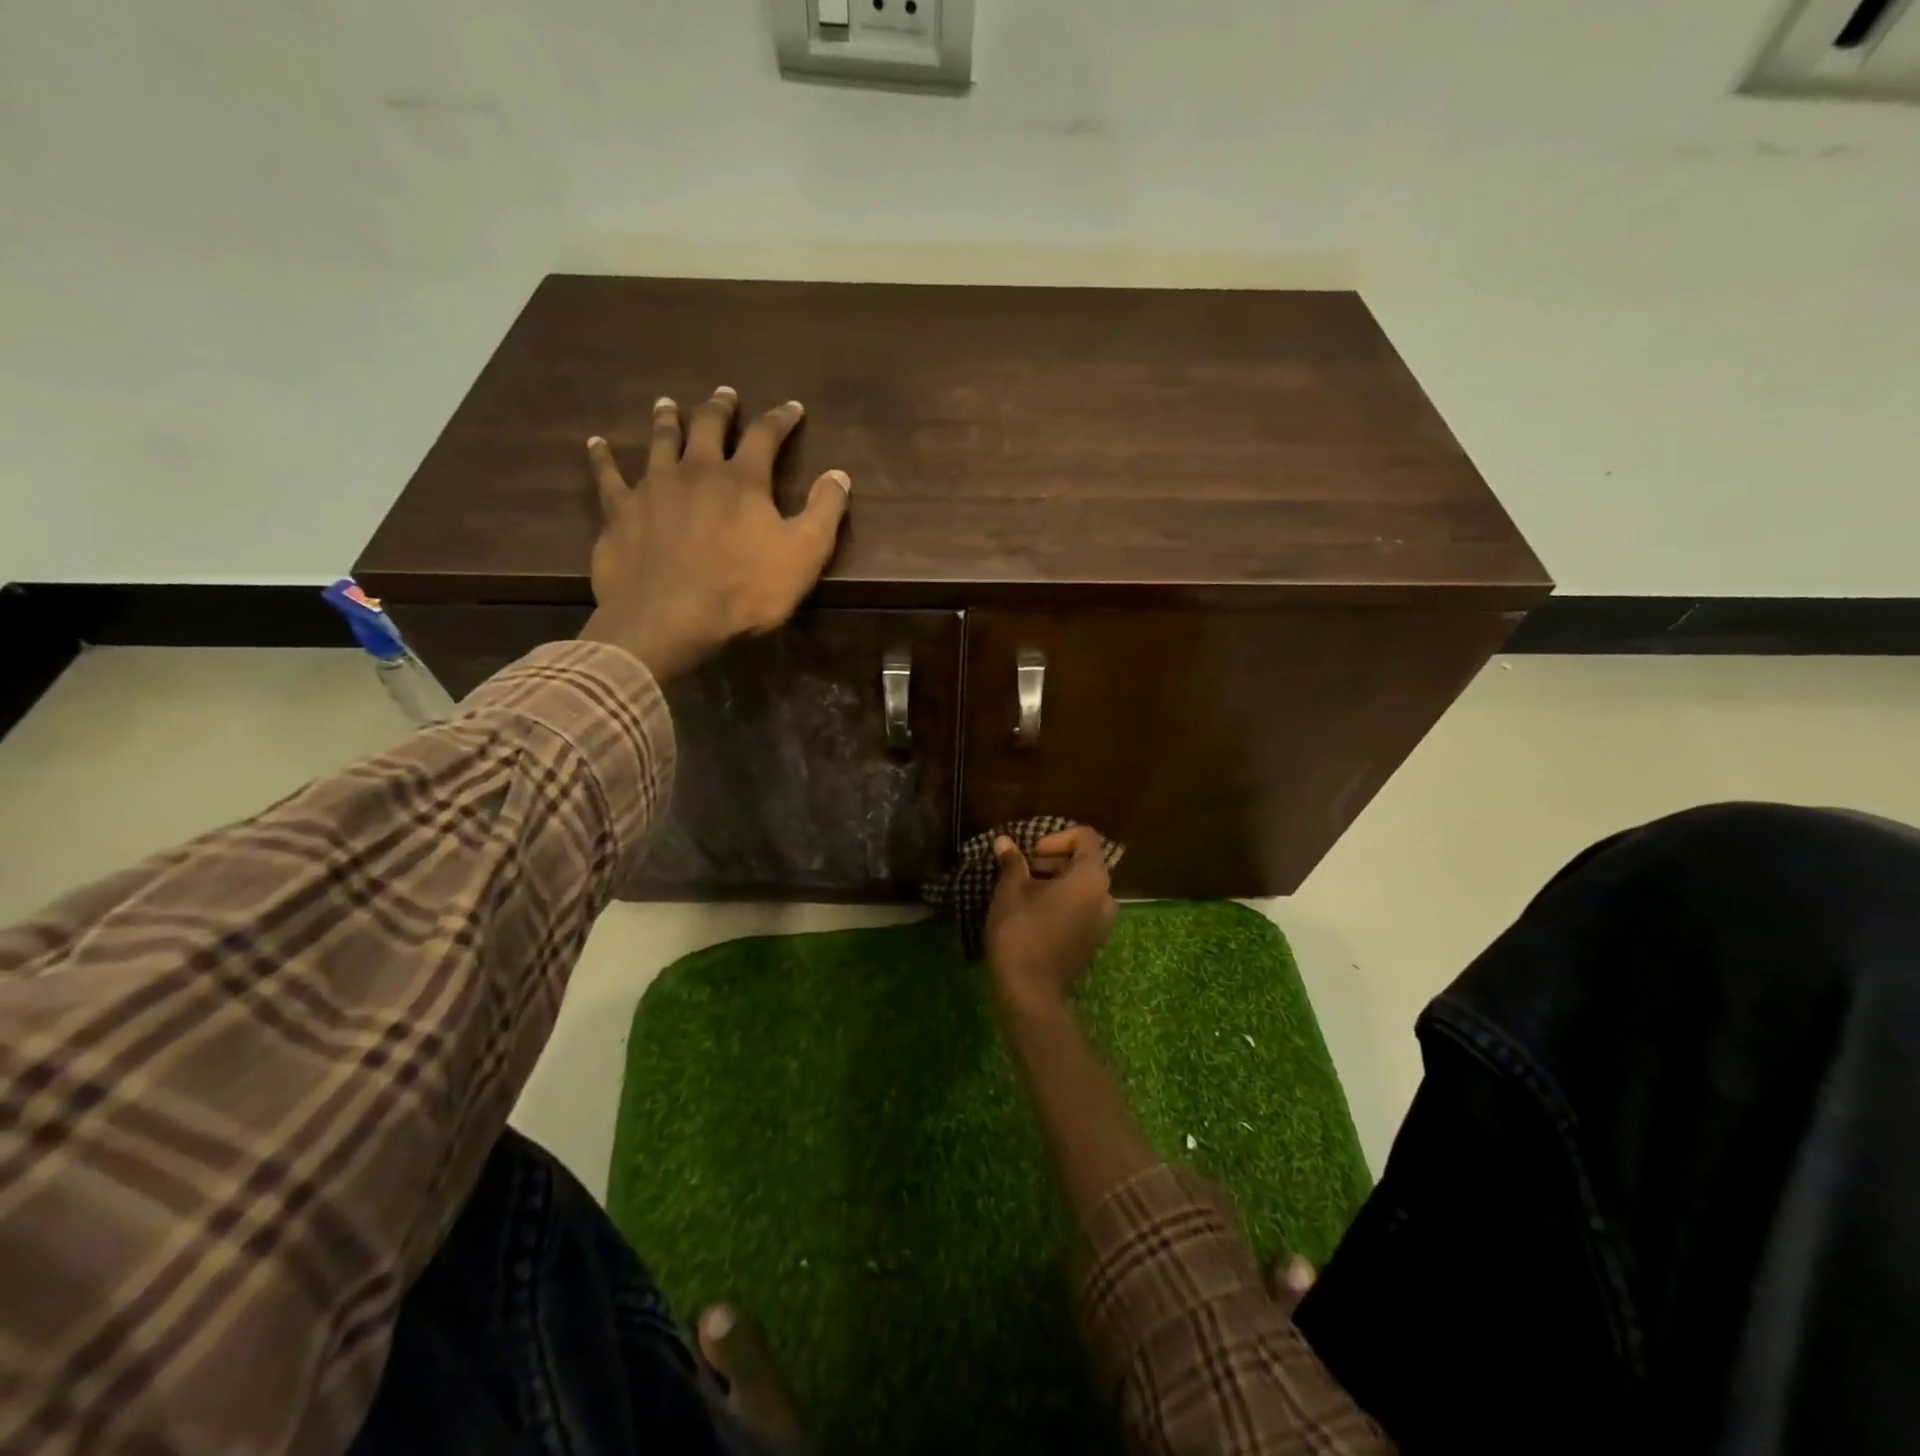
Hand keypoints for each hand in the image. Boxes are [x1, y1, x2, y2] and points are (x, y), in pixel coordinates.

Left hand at [579, 387, 850, 680]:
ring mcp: (653, 488)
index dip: (781, 419)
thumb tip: (839, 474)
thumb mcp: (803, 555)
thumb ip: (825, 512)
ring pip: (660, 441)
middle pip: (708, 427)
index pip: (766, 436)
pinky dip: (603, 458)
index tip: (792, 408)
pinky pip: (608, 476)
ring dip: (667, 420)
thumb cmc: (745, 591)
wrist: (670, 619)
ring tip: (668, 404)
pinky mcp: (620, 512)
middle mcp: (696, 471)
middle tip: (725, 394)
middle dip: (721, 409)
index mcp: (743, 481)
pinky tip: (596, 444)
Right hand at [985, 826, 1118, 1017]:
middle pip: (1085, 862)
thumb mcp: (1011, 890)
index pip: (1085, 837)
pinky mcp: (1093, 942)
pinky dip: (1061, 903)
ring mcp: (1102, 923)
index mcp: (1091, 878)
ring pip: (1082, 888)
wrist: (1030, 991)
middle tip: (1021, 871)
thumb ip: (1012, 861)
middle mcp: (1106, 897)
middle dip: (1052, 860)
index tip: (1030, 853)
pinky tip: (1033, 915)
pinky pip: (1081, 909)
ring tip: (1023, 893)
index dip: (1056, 837)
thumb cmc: (1020, 931)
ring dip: (1055, 882)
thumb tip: (1003, 840)